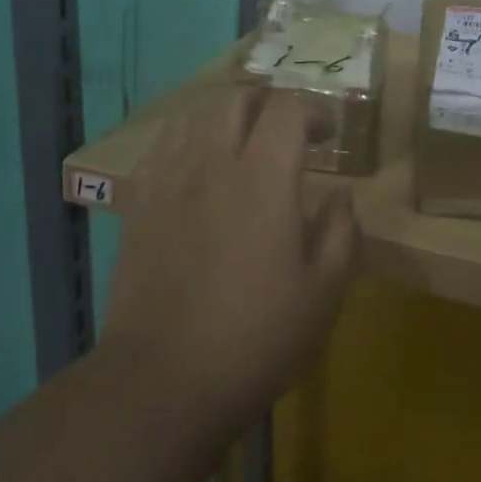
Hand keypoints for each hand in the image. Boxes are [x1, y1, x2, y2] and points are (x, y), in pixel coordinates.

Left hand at [99, 90, 358, 436]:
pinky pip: (161, 147)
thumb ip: (341, 232)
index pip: (286, 109)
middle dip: (268, 105)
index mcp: (263, 178)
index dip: (313, 112)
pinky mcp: (138, 204)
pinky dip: (186, 141)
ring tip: (241, 146)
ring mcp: (169, 181)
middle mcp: (213, 163)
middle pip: (237, 99)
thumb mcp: (324, 294)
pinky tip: (195, 168)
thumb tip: (340, 196)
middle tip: (285, 136)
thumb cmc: (254, 338)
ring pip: (195, 115)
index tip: (328, 135)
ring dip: (226, 118)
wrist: (161, 382)